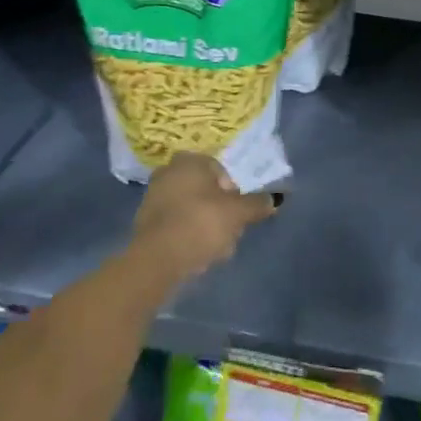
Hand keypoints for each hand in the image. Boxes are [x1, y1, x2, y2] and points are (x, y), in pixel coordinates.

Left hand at [130, 153, 276, 282]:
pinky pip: (176, 226)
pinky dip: (188, 236)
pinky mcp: (145, 224)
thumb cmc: (201, 223)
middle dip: (220, 211)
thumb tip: (275, 199)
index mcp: (189, 161)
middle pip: (207, 192)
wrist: (157, 259)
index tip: (237, 213)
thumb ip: (257, 204)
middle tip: (229, 233)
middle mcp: (168, 172)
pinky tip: (196, 255)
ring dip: (206, 226)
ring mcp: (153, 198)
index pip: (221, 172)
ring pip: (192, 210)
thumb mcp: (238, 213)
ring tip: (215, 249)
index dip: (233, 193)